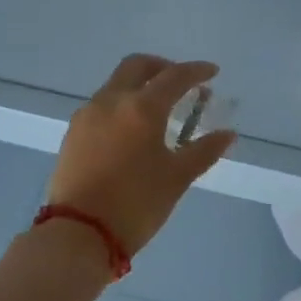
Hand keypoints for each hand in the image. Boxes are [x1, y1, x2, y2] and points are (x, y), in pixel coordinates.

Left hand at [46, 55, 236, 257]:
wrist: (77, 234)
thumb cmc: (136, 203)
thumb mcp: (177, 178)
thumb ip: (204, 151)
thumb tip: (227, 134)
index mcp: (142, 107)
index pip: (174, 76)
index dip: (196, 71)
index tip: (212, 72)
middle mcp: (111, 101)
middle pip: (137, 66)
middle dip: (162, 67)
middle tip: (181, 83)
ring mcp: (87, 115)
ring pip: (116, 84)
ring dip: (140, 86)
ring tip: (158, 110)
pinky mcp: (73, 133)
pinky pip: (102, 105)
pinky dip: (122, 105)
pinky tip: (132, 130)